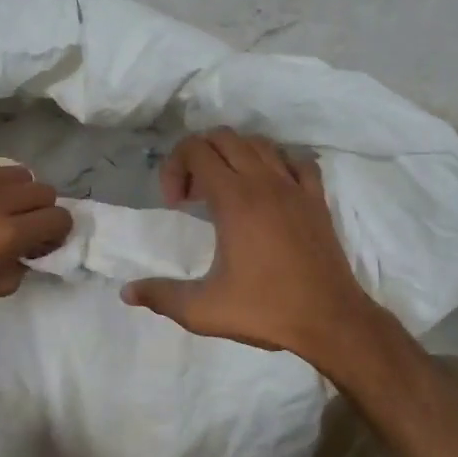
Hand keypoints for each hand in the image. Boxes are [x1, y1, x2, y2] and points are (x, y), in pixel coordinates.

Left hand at [0, 157, 71, 320]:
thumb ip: (24, 263)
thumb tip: (34, 247)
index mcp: (10, 233)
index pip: (60, 218)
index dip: (57, 232)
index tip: (43, 240)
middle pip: (45, 191)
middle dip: (40, 211)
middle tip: (22, 225)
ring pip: (20, 173)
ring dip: (17, 192)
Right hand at [121, 129, 387, 364]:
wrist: (330, 320)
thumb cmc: (265, 310)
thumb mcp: (203, 310)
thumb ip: (161, 297)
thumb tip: (127, 292)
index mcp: (234, 199)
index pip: (196, 149)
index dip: (174, 166)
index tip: (175, 203)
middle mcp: (263, 182)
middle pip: (224, 137)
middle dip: (198, 155)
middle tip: (192, 195)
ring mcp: (295, 187)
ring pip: (259, 144)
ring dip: (234, 155)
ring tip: (225, 190)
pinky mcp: (316, 199)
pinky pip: (296, 161)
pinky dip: (276, 164)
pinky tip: (269, 189)